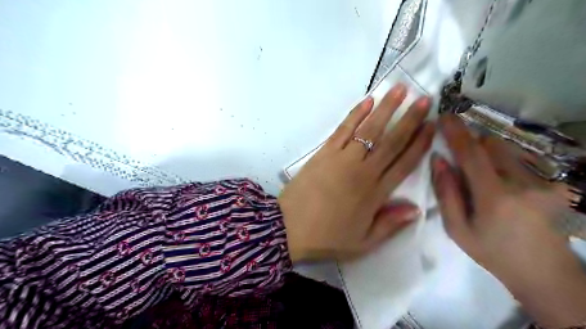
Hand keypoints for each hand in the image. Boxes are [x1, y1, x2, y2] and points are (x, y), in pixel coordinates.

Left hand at [279, 83, 433, 262]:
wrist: (289, 228)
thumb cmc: (327, 237)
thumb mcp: (363, 242)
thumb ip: (390, 225)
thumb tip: (416, 209)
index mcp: (375, 194)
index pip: (404, 163)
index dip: (420, 144)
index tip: (432, 126)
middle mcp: (363, 171)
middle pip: (391, 141)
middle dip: (410, 119)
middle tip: (425, 99)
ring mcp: (342, 158)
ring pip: (369, 130)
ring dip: (386, 108)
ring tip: (400, 89)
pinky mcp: (324, 152)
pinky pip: (343, 130)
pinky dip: (356, 114)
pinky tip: (367, 101)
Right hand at [429, 113, 585, 328]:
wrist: (545, 273)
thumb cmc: (492, 252)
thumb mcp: (457, 229)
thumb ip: (446, 193)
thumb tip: (438, 160)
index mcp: (495, 197)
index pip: (471, 154)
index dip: (456, 132)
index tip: (444, 116)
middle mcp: (523, 183)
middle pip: (492, 145)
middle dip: (473, 145)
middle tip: (461, 161)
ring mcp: (543, 182)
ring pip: (508, 150)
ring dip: (489, 154)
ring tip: (483, 178)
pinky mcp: (554, 184)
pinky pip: (521, 160)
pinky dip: (504, 163)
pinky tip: (503, 186)